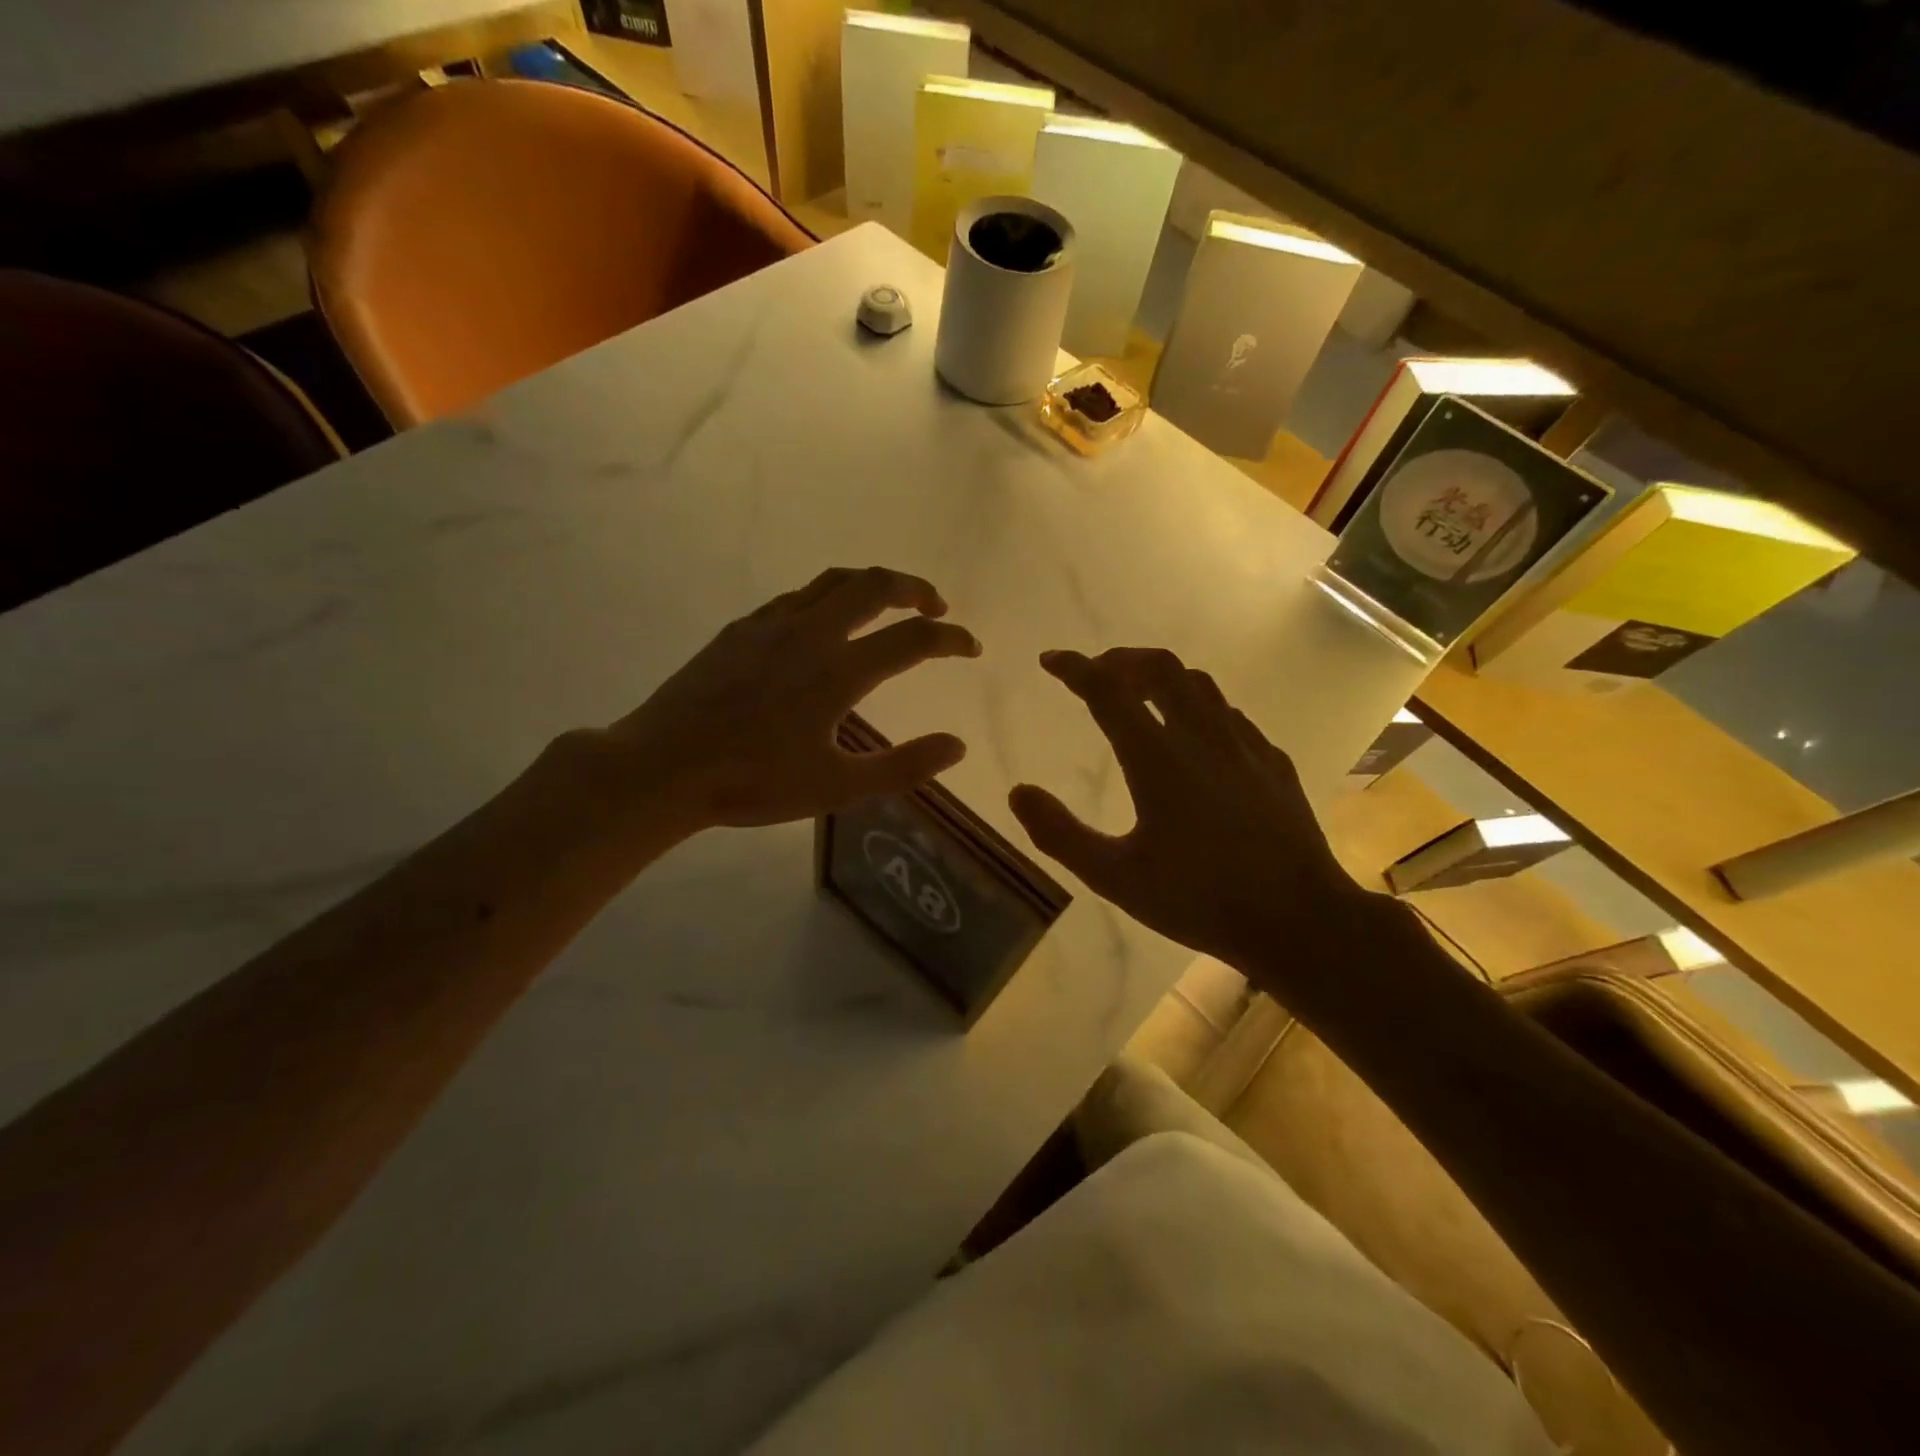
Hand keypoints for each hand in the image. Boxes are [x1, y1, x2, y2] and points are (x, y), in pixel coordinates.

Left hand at [603, 567, 980, 832]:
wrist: (663, 767)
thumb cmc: (753, 783)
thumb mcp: (838, 787)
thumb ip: (904, 766)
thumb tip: (957, 745)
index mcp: (839, 671)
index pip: (913, 640)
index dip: (952, 640)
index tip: (971, 648)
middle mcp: (811, 633)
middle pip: (875, 586)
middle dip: (915, 590)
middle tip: (935, 608)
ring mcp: (771, 625)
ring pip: (833, 582)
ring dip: (871, 585)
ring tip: (888, 604)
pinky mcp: (740, 630)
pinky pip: (796, 597)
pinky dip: (828, 598)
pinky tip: (823, 623)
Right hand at [1008, 647, 1371, 978]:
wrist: (1300, 919)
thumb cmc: (1200, 900)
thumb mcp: (1115, 877)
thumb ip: (1060, 834)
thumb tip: (1018, 793)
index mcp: (1158, 759)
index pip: (1107, 690)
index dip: (1074, 668)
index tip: (1050, 660)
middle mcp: (1201, 737)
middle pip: (1159, 667)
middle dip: (1120, 659)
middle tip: (1095, 673)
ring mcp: (1243, 745)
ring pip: (1198, 683)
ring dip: (1159, 676)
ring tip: (1137, 693)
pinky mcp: (1271, 761)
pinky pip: (1227, 712)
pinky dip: (1196, 704)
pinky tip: (1193, 734)